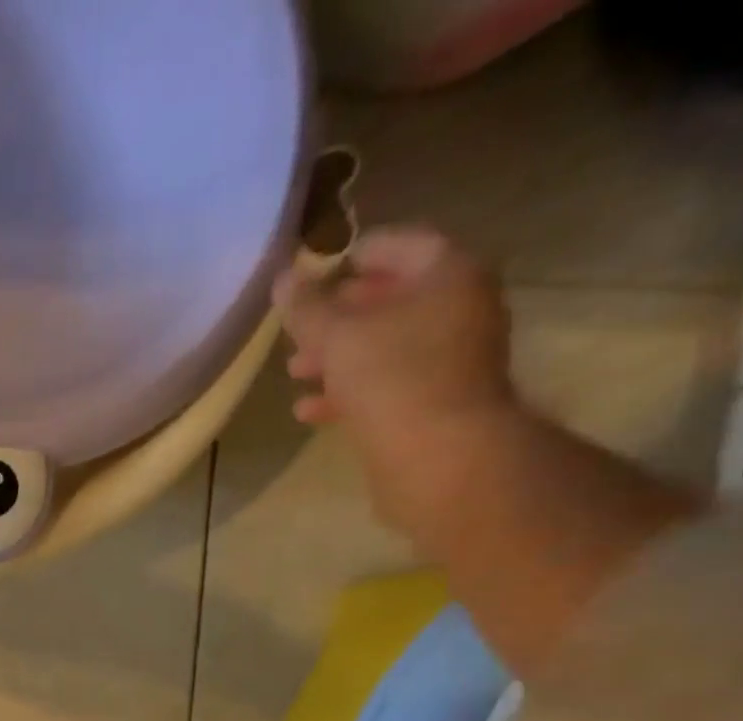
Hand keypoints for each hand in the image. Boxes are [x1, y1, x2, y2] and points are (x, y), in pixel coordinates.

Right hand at [275, 228, 519, 542]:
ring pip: (385, 345)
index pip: (400, 245)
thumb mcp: (336, 336)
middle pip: (392, 298)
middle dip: (340, 313)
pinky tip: (309, 409)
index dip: (354, 254)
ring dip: (338, 356)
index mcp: (448, 274)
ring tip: (295, 372)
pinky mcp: (434, 400)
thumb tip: (283, 280)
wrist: (438, 454)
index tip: (315, 271)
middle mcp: (458, 307)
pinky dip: (348, 390)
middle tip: (299, 327)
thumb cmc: (391, 378)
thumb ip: (306, 308)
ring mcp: (450, 357)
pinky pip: (386, 383)